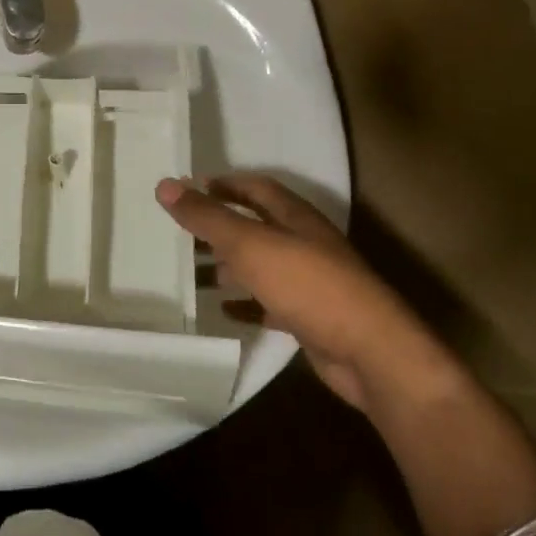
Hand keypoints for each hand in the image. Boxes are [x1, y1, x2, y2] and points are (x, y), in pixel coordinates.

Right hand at [156, 174, 443, 410]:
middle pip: (256, 226)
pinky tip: (224, 310)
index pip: (255, 188)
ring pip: (261, 265)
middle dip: (220, 228)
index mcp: (294, 217)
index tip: (189, 189)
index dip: (224, 184)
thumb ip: (207, 217)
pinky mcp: (310, 317)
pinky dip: (245, 303)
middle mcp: (304, 243)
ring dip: (228, 267)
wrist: (369, 352)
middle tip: (181, 234)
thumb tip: (165, 184)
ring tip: (192, 274)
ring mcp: (309, 281)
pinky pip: (269, 303)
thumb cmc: (308, 285)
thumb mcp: (250, 245)